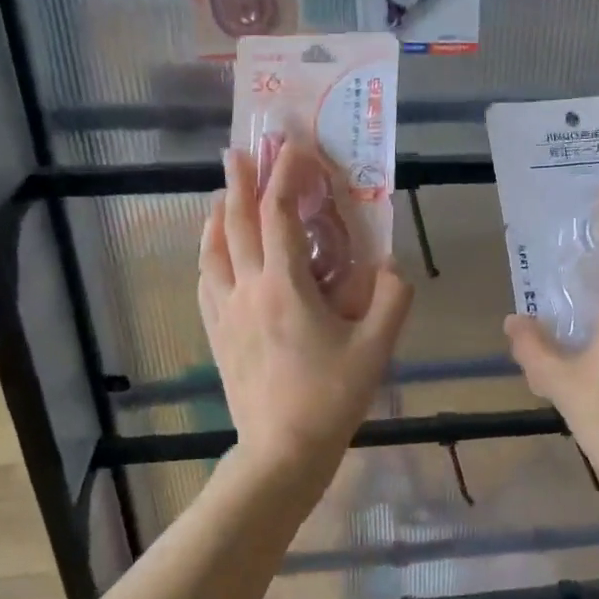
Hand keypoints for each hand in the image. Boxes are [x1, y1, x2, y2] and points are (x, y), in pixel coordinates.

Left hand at [199, 144, 412, 486]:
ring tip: (221, 195)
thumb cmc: (331, 397)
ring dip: (217, 216)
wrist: (281, 451)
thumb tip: (392, 265)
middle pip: (236, 223)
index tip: (292, 148)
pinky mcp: (218, 335)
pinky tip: (213, 253)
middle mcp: (248, 289)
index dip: (285, 176)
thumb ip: (392, 298)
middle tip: (240, 150)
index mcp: (285, 286)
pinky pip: (206, 282)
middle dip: (240, 182)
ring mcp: (226, 313)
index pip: (280, 215)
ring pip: (212, 251)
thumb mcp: (376, 348)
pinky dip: (208, 256)